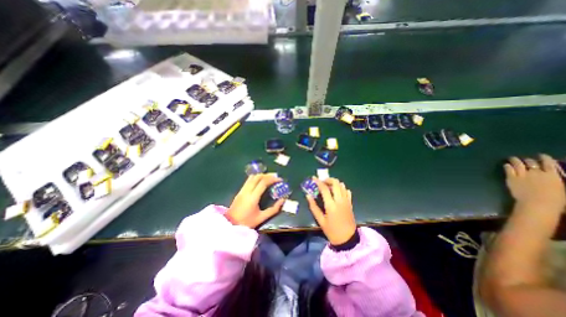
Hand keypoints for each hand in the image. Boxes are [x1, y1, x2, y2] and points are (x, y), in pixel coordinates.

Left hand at [226, 173, 285, 227]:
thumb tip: (283, 200)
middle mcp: (247, 191)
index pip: (263, 183)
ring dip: (261, 175)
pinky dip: (256, 178)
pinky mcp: (239, 191)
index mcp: (253, 197)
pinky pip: (248, 180)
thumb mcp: (262, 218)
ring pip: (252, 177)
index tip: (280, 179)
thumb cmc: (247, 223)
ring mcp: (242, 190)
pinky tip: (261, 181)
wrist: (230, 225)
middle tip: (275, 177)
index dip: (272, 179)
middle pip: (257, 177)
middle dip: (268, 175)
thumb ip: (274, 209)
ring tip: (269, 178)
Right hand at [306, 178, 351, 244]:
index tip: (313, 178)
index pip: (324, 189)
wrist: (348, 239)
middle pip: (335, 183)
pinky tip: (336, 192)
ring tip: (328, 186)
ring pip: (342, 185)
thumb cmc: (332, 231)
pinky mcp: (350, 203)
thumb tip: (308, 195)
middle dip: (328, 179)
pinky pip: (347, 191)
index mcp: (331, 205)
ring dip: (334, 183)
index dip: (318, 182)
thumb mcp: (320, 220)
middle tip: (322, 182)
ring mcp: (346, 201)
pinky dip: (341, 188)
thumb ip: (313, 207)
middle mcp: (340, 200)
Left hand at [507, 154, 563, 212]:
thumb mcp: (562, 188)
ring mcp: (522, 175)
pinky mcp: (511, 178)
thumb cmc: (556, 200)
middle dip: (528, 160)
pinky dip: (507, 166)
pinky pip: (508, 170)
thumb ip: (556, 180)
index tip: (541, 155)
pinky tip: (506, 165)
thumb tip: (553, 176)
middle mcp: (536, 172)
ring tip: (512, 158)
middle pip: (531, 163)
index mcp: (552, 175)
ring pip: (517, 164)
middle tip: (526, 160)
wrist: (537, 203)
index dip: (544, 158)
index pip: (548, 163)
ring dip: (515, 160)